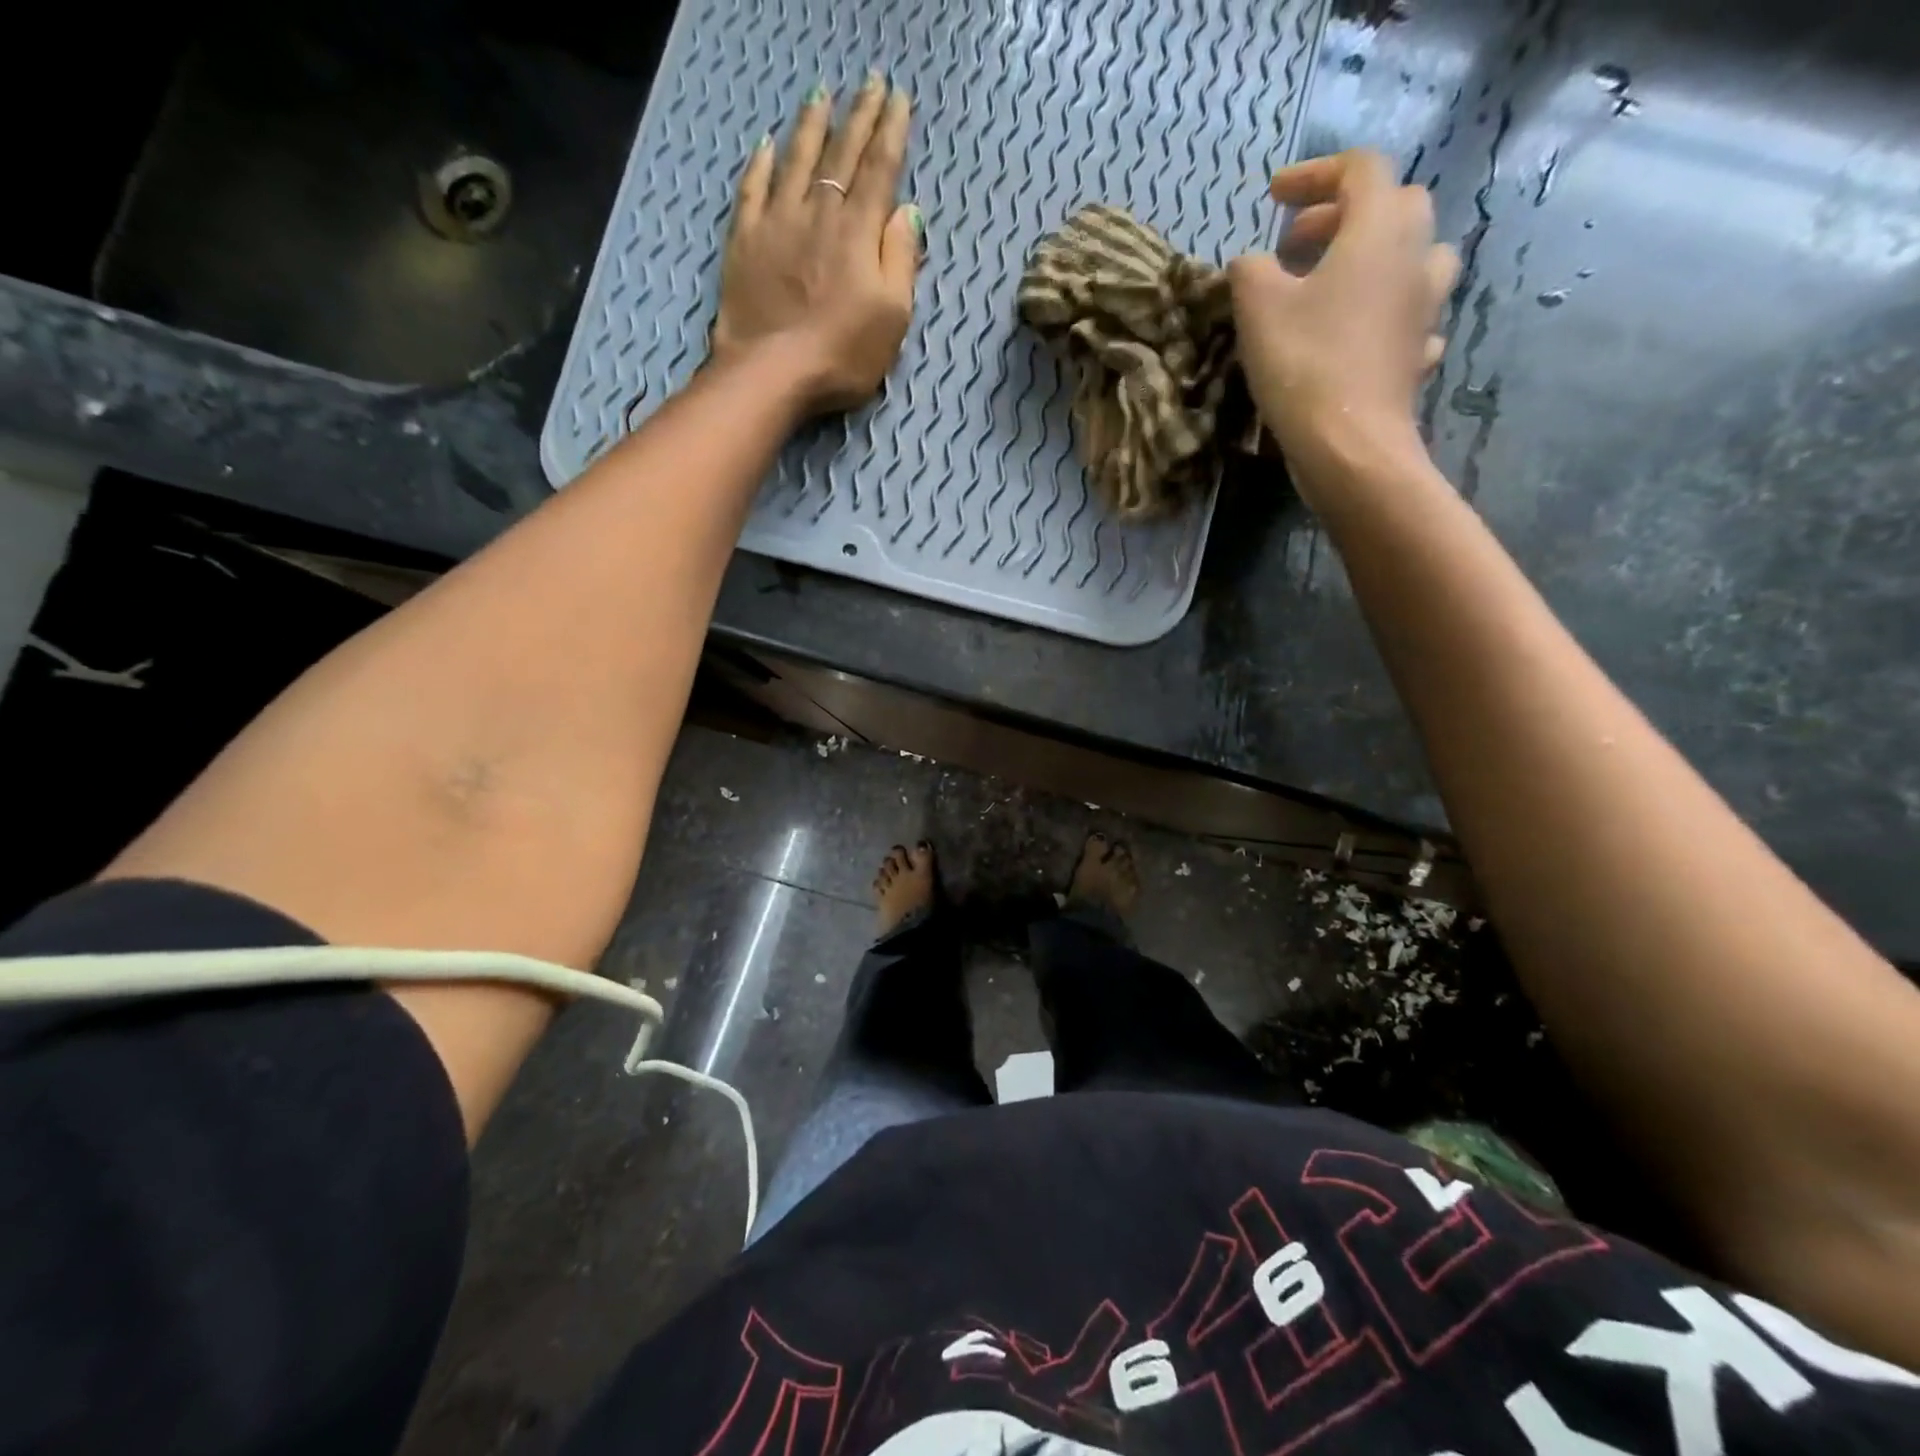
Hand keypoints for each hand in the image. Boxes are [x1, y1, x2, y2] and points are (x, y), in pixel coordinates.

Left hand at [711, 76, 925, 414]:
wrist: (772, 372)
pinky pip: (753, 190)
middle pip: (841, 155)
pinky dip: (761, 164)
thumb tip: (906, 212)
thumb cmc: (843, 354)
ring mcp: (776, 223)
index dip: (891, 131)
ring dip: (811, 127)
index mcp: (859, 232)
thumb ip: (901, 261)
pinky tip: (766, 146)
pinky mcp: (744, 242)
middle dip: (858, 116)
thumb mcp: (892, 317)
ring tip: (821, 96)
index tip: (898, 98)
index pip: (879, 169)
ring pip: (796, 160)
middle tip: (869, 83)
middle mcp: (818, 213)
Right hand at [1227, 150, 1457, 501]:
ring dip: (1375, 258)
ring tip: (1335, 284)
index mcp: (1379, 228)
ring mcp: (1426, 306)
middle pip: (1394, 206)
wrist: (1349, 444)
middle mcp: (1416, 254)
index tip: (1273, 196)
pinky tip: (1360, 333)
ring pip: (1413, 257)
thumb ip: (1250, 271)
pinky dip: (1384, 312)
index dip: (1314, 174)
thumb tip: (1251, 263)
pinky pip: (1409, 314)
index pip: (1359, 169)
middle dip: (1344, 215)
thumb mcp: (1258, 309)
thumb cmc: (1303, 364)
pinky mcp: (1420, 352)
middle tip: (1298, 244)